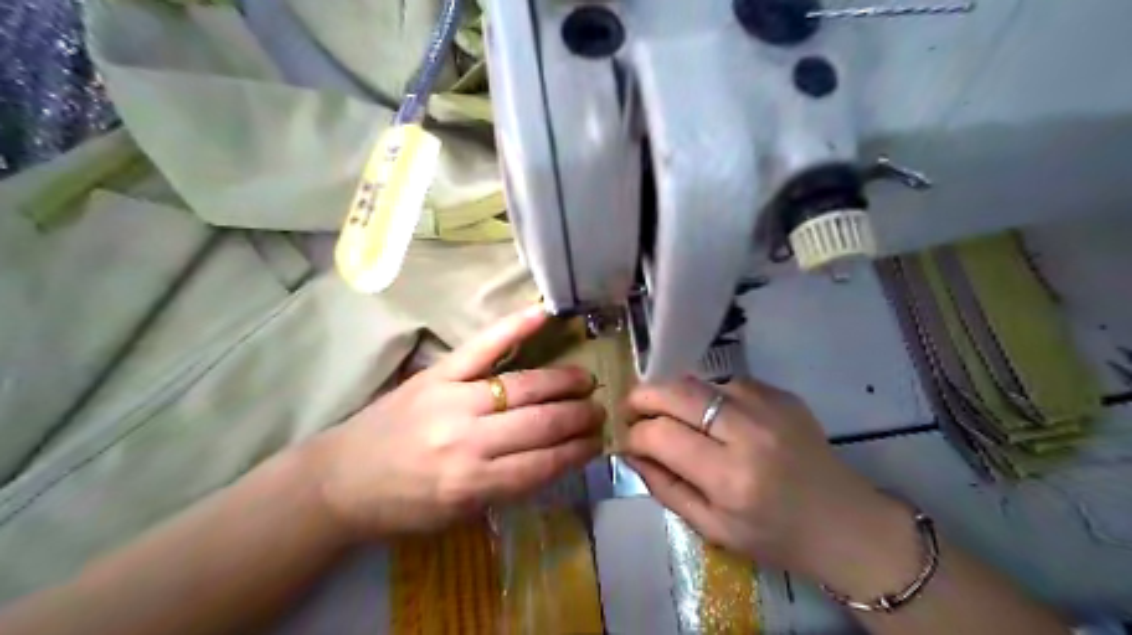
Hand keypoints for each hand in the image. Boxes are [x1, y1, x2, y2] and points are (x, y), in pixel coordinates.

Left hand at [311, 309, 601, 540]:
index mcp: (472, 484)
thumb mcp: (458, 514)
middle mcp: (468, 440)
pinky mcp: (437, 373)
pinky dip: (515, 327)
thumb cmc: (402, 505)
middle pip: (540, 423)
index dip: (576, 452)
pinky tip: (544, 313)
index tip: (597, 443)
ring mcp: (453, 399)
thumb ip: (507, 487)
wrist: (340, 479)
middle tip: (600, 411)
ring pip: (524, 386)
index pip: (542, 464)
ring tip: (585, 381)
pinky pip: (483, 346)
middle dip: (578, 417)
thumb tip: (556, 458)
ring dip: (562, 383)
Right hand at [623, 377, 908, 584]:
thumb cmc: (775, 536)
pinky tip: (711, 417)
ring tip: (669, 415)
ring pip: (699, 382)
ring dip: (675, 395)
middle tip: (631, 408)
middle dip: (643, 396)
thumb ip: (665, 488)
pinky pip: (727, 383)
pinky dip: (707, 396)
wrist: (846, 522)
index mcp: (731, 477)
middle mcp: (750, 432)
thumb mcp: (712, 528)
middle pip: (677, 392)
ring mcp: (769, 405)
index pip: (661, 435)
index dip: (634, 434)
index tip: (627, 441)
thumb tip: (631, 453)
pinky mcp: (782, 394)